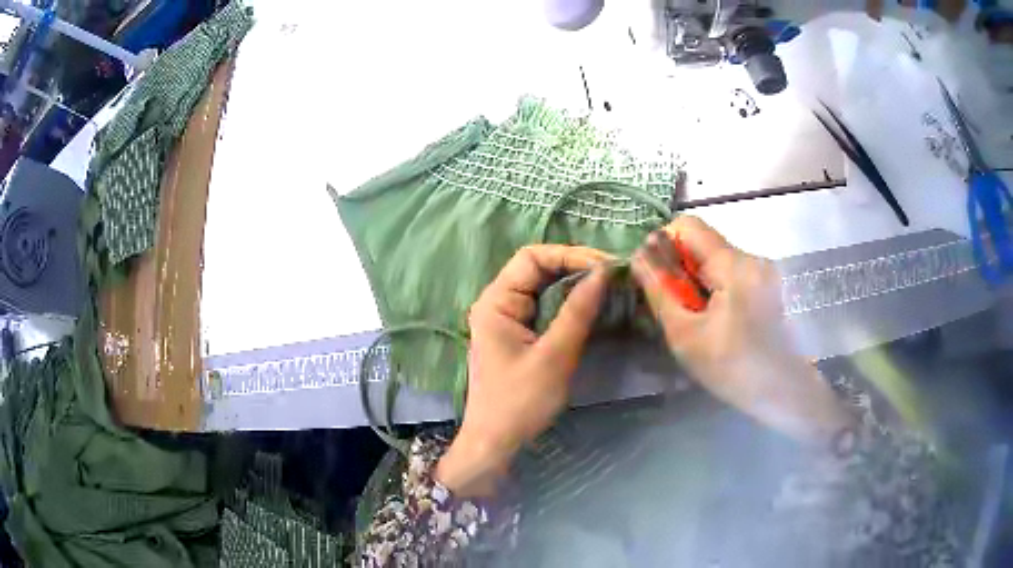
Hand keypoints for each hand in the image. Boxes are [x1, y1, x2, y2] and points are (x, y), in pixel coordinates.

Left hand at [436, 245, 609, 496]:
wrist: (496, 443)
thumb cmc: (520, 403)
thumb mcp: (554, 356)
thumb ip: (578, 312)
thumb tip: (604, 272)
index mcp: (496, 302)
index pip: (532, 257)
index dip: (570, 255)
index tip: (606, 267)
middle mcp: (498, 302)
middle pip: (537, 268)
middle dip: (576, 266)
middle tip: (613, 275)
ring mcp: (507, 319)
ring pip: (543, 286)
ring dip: (575, 283)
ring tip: (609, 286)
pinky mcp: (518, 334)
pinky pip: (545, 306)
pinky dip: (569, 302)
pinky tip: (592, 305)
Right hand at [631, 216, 855, 445]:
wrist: (784, 393)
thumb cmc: (733, 368)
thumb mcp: (686, 335)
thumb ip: (660, 291)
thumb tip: (638, 257)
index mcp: (734, 264)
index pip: (687, 226)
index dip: (663, 244)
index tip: (655, 278)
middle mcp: (752, 258)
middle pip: (703, 244)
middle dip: (680, 269)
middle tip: (672, 308)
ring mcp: (764, 272)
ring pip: (716, 262)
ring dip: (697, 283)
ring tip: (694, 321)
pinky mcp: (769, 286)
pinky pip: (732, 276)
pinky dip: (715, 291)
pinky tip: (716, 323)